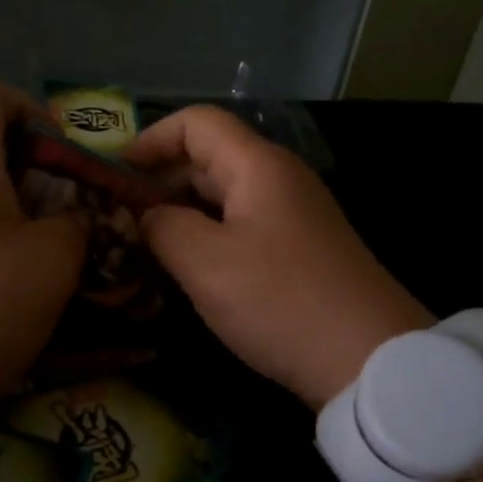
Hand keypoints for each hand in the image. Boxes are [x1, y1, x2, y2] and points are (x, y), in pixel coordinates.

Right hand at [124, 106, 431, 407]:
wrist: (369, 359)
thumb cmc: (280, 301)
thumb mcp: (205, 263)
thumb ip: (162, 227)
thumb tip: (146, 215)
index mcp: (257, 166)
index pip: (196, 123)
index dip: (150, 140)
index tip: (113, 176)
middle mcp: (278, 179)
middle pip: (209, 157)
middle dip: (159, 180)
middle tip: (116, 217)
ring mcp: (292, 215)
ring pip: (223, 195)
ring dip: (180, 211)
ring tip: (141, 244)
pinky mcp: (299, 249)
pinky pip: (241, 225)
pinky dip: (207, 235)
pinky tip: (186, 267)